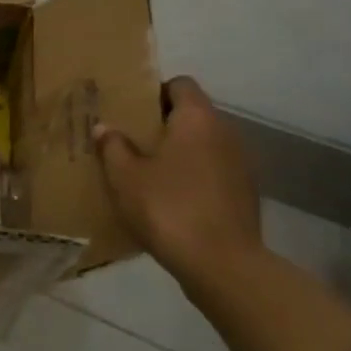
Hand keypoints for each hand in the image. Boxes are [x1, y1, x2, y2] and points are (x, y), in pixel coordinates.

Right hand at [93, 76, 261, 278]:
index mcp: (197, 118)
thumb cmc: (169, 208)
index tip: (131, 111)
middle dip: (163, 124)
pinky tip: (172, 200)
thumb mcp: (125, 176)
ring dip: (180, 153)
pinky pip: (214, 172)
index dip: (155, 92)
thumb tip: (105, 128)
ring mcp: (241, 164)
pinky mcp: (246, 194)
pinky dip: (194, 177)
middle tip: (131, 141)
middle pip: (193, 114)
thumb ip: (113, 146)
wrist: (223, 265)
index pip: (180, 84)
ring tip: (149, 172)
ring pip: (204, 145)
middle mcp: (225, 132)